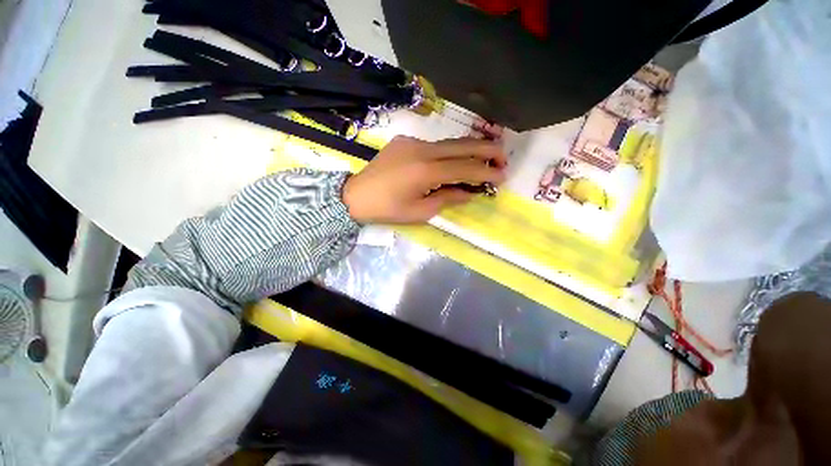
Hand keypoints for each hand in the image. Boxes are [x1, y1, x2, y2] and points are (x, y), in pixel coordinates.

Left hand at [342, 136, 507, 222]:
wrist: (356, 195)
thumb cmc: (388, 209)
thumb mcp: (420, 211)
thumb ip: (447, 198)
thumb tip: (469, 192)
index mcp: (424, 172)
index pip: (464, 168)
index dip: (485, 171)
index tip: (503, 175)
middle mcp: (421, 150)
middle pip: (461, 145)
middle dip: (486, 149)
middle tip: (503, 156)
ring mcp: (412, 142)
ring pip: (448, 143)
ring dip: (468, 149)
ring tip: (484, 156)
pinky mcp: (404, 141)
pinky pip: (432, 146)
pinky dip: (447, 153)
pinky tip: (450, 162)